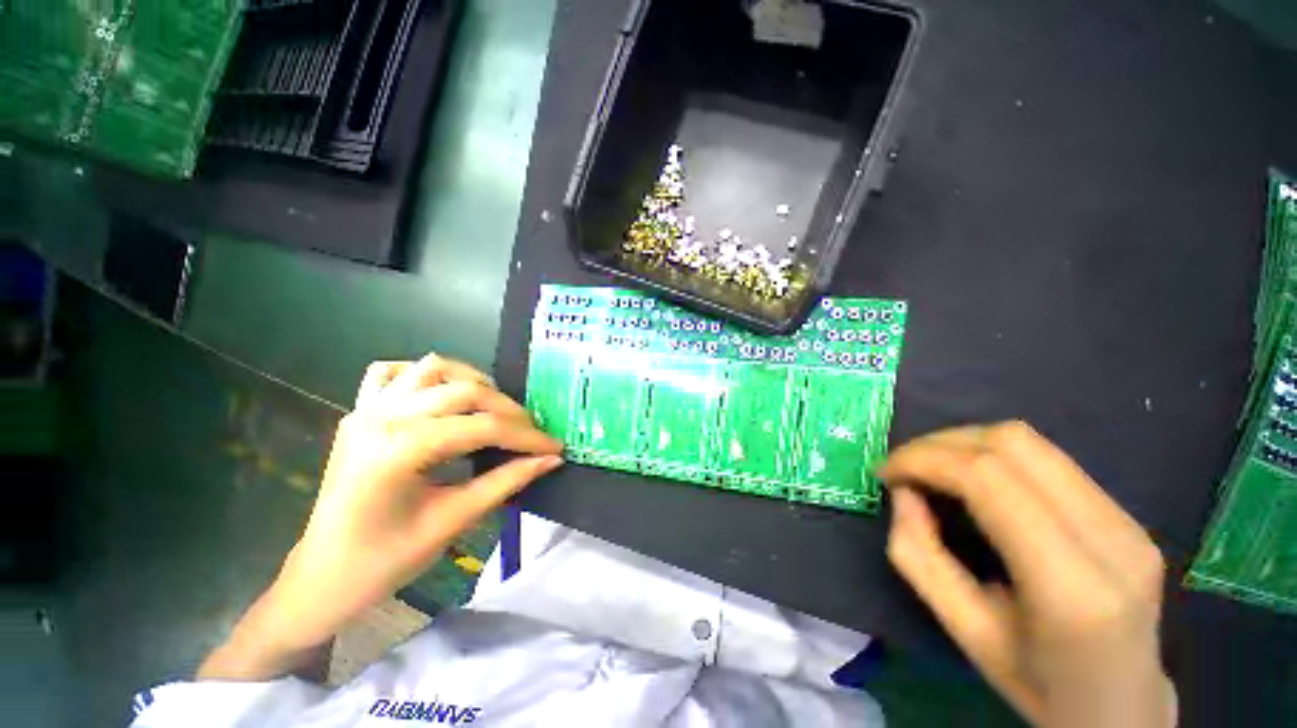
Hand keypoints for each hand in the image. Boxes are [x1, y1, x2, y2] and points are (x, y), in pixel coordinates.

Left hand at [199, 354, 561, 679]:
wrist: (331, 569)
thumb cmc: (387, 560)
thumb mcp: (447, 524)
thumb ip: (499, 486)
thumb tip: (547, 462)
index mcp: (400, 446)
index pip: (477, 427)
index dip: (523, 436)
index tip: (556, 447)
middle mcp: (381, 413)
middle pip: (457, 390)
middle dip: (503, 409)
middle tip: (533, 435)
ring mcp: (365, 407)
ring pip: (426, 370)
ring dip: (467, 384)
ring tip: (494, 412)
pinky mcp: (356, 412)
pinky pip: (389, 374)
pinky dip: (421, 377)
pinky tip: (437, 397)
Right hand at [879, 422, 1175, 727]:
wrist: (1114, 705)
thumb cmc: (1037, 691)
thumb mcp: (975, 644)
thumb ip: (932, 571)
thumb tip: (905, 501)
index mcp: (1067, 588)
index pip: (996, 483)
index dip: (934, 460)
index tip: (889, 471)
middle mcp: (1108, 535)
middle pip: (1023, 445)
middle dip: (956, 441)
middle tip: (911, 465)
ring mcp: (1129, 519)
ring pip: (1047, 450)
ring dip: (985, 449)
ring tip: (946, 472)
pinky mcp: (1135, 515)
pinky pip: (1068, 474)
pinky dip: (1019, 470)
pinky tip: (1000, 495)